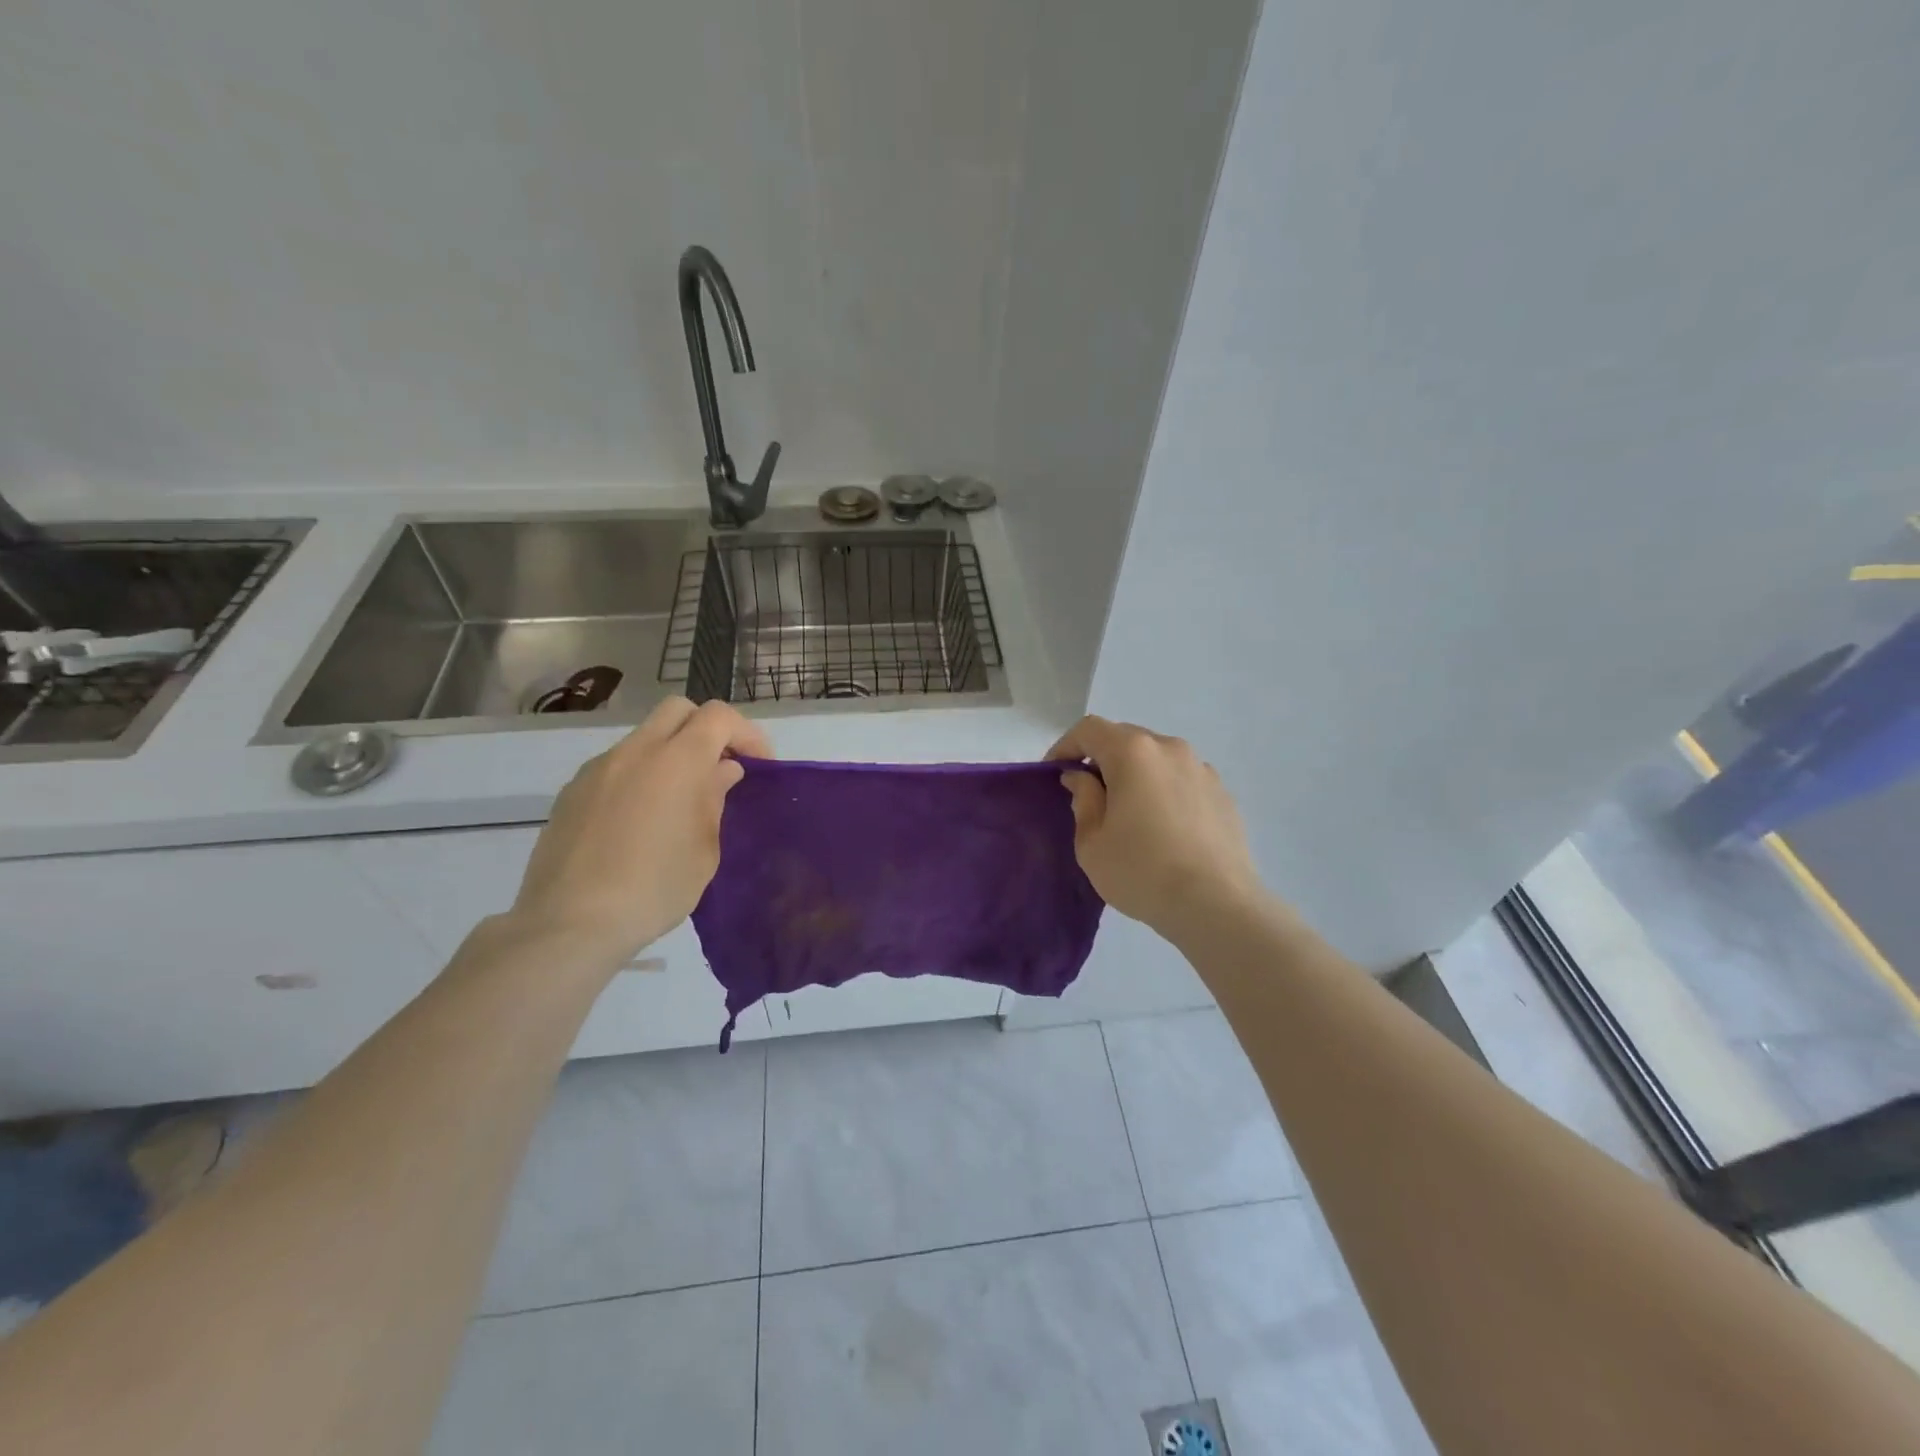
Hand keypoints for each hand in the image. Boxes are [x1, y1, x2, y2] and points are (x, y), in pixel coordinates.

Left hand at [509, 697, 771, 965]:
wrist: (570, 922)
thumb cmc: (655, 888)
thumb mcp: (704, 850)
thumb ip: (714, 800)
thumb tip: (721, 771)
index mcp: (677, 761)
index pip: (719, 716)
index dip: (746, 734)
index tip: (758, 765)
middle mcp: (636, 751)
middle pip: (678, 710)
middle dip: (707, 730)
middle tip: (720, 768)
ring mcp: (598, 768)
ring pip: (645, 737)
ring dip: (671, 753)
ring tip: (679, 801)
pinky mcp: (572, 791)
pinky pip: (617, 766)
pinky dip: (640, 776)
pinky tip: (640, 821)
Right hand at [1047, 716, 1267, 942]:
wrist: (1217, 906)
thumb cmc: (1141, 871)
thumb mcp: (1092, 842)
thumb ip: (1083, 799)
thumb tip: (1083, 778)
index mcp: (1133, 753)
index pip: (1089, 729)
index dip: (1065, 746)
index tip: (1055, 774)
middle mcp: (1170, 749)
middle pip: (1125, 739)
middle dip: (1101, 759)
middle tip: (1089, 796)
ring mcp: (1202, 769)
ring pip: (1156, 759)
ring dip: (1135, 775)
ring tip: (1129, 814)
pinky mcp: (1223, 794)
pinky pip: (1182, 780)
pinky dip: (1164, 791)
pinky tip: (1163, 829)